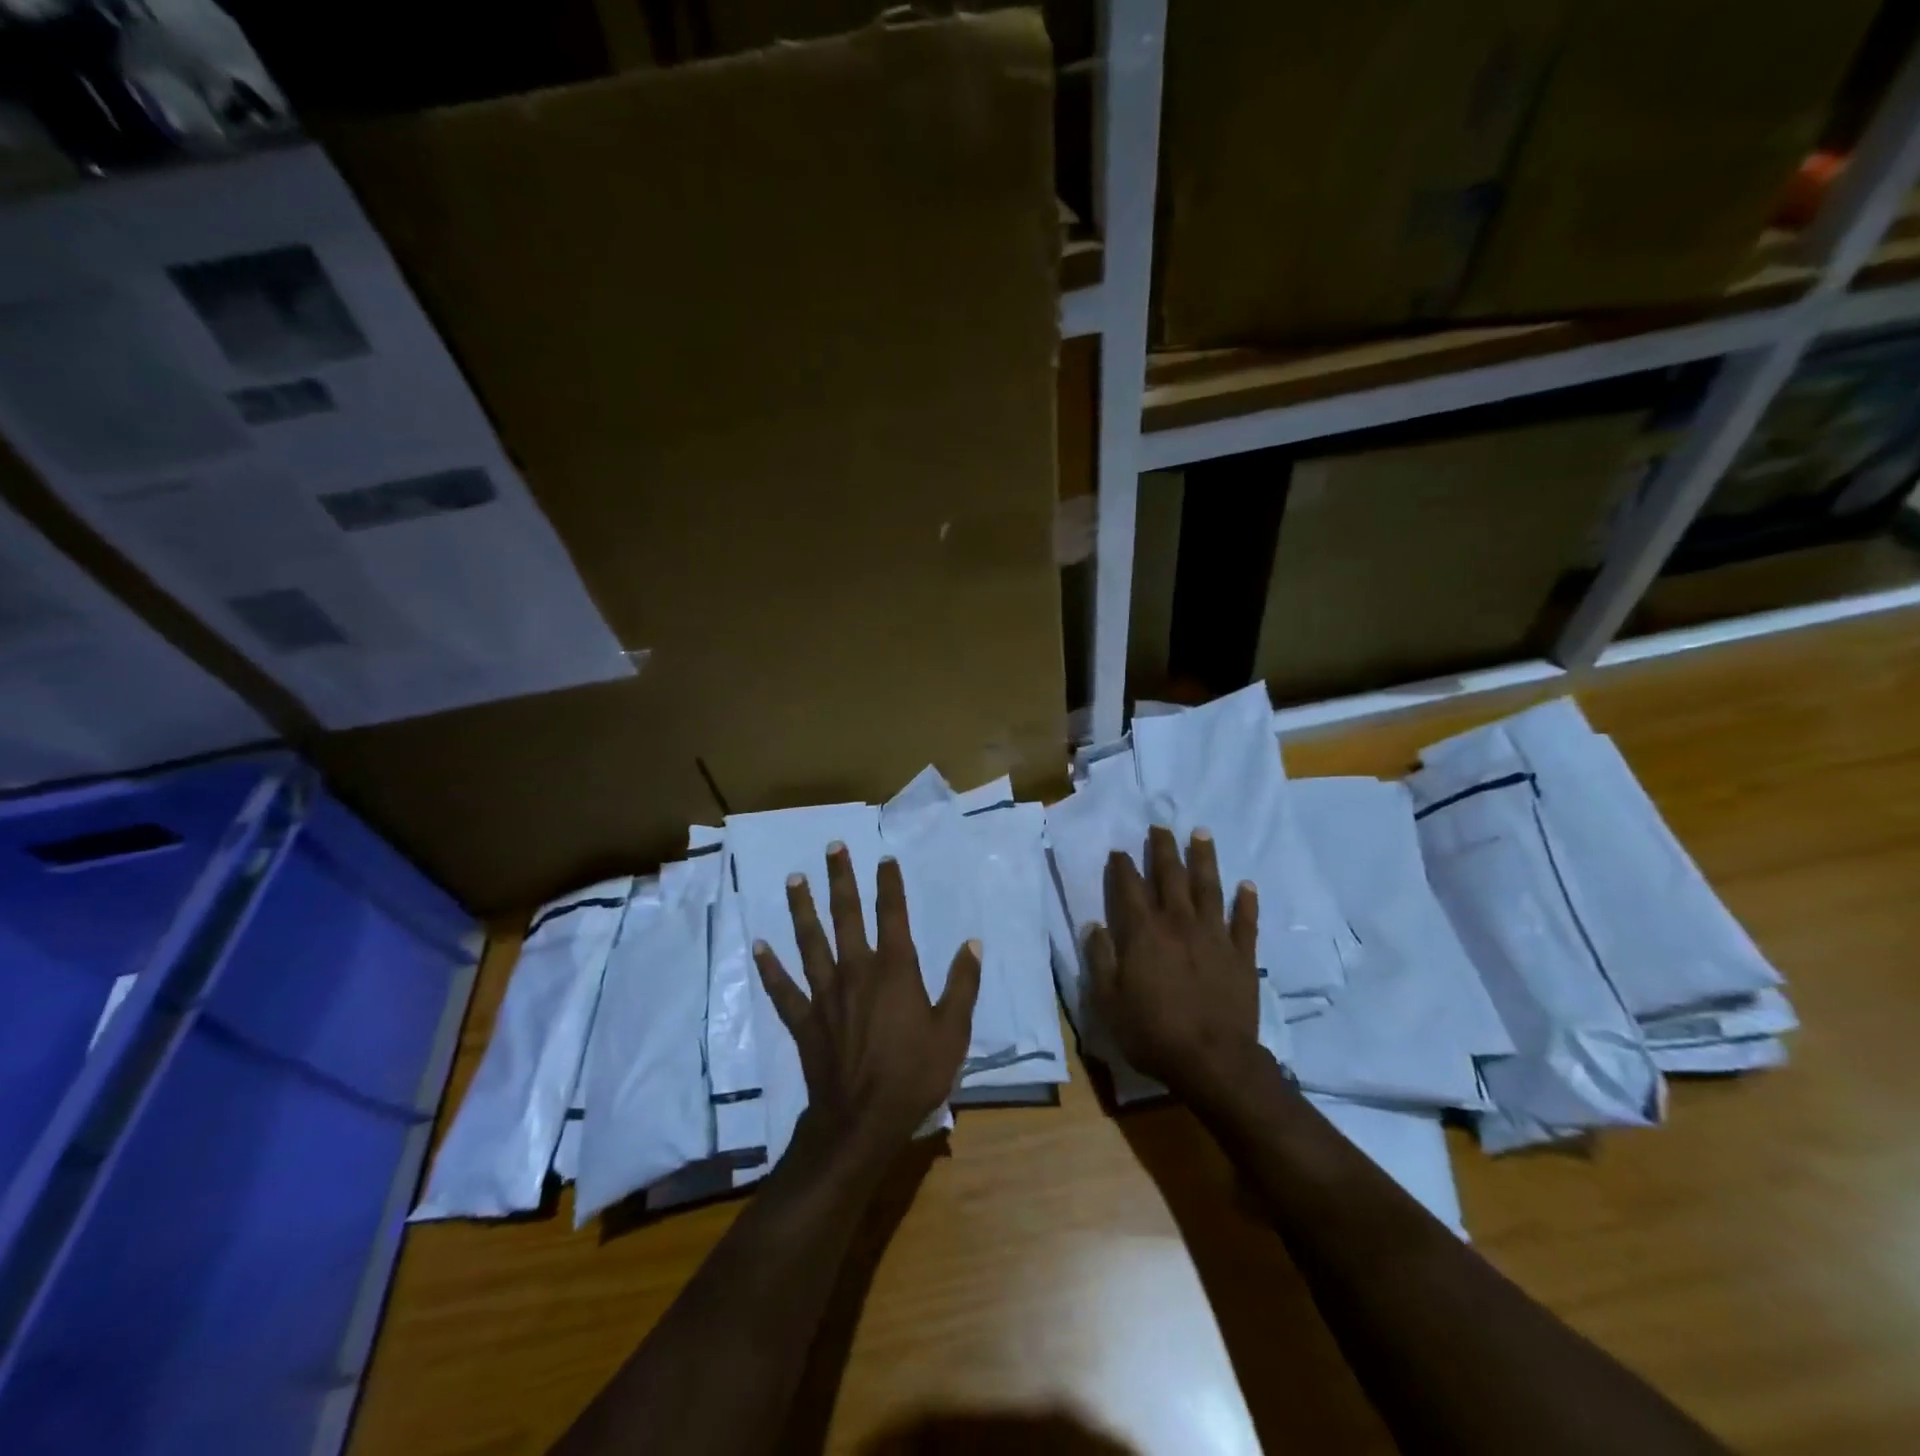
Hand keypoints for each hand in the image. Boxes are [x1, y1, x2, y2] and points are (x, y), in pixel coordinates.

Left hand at [753, 844, 981, 1166]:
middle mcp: (856, 971)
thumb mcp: (953, 1030)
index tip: (884, 858)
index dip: (890, 885)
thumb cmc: (915, 1074)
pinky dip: (770, 968)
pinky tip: (759, 947)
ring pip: (810, 941)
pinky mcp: (805, 1020)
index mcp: (894, 970)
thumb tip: (972, 943)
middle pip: (846, 916)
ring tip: (793, 880)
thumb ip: (963, 984)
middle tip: (832, 848)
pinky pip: (784, 989)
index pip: (893, 915)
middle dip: (841, 880)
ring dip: (802, 909)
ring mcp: (825, 994)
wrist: (863, 1121)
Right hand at [1086, 826, 1262, 1100]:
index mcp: (1144, 932)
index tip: (1119, 851)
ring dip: (1204, 859)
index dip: (1122, 867)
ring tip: (1201, 834)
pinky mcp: (1241, 955)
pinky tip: (1247, 885)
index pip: (1129, 888)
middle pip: (1170, 876)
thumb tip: (1095, 925)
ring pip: (1209, 888)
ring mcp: (1214, 936)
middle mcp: (1179, 923)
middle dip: (1163, 849)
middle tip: (1160, 826)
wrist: (1212, 1061)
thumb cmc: (1152, 1032)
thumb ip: (1100, 958)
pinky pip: (1245, 922)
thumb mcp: (1108, 1000)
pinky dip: (1246, 902)